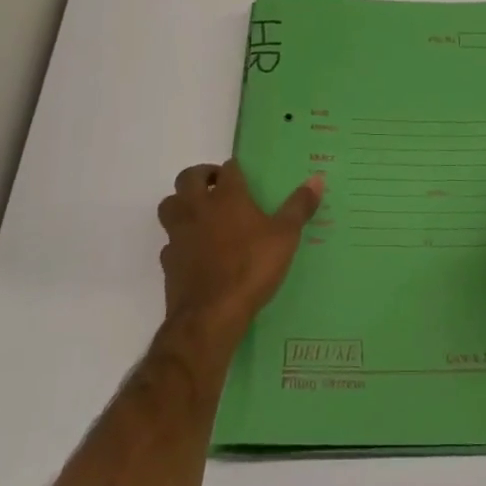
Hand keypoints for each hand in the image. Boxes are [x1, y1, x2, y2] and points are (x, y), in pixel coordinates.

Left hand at [157, 160, 324, 338]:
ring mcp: (179, 234)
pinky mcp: (168, 261)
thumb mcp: (285, 237)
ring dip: (181, 203)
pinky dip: (178, 240)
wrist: (210, 316)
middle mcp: (198, 208)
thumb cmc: (250, 268)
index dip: (234, 170)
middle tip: (216, 185)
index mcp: (227, 197)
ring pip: (169, 205)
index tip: (242, 175)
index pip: (228, 169)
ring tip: (199, 212)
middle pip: (188, 178)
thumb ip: (299, 207)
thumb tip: (317, 178)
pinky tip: (192, 250)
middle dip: (200, 176)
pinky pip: (168, 241)